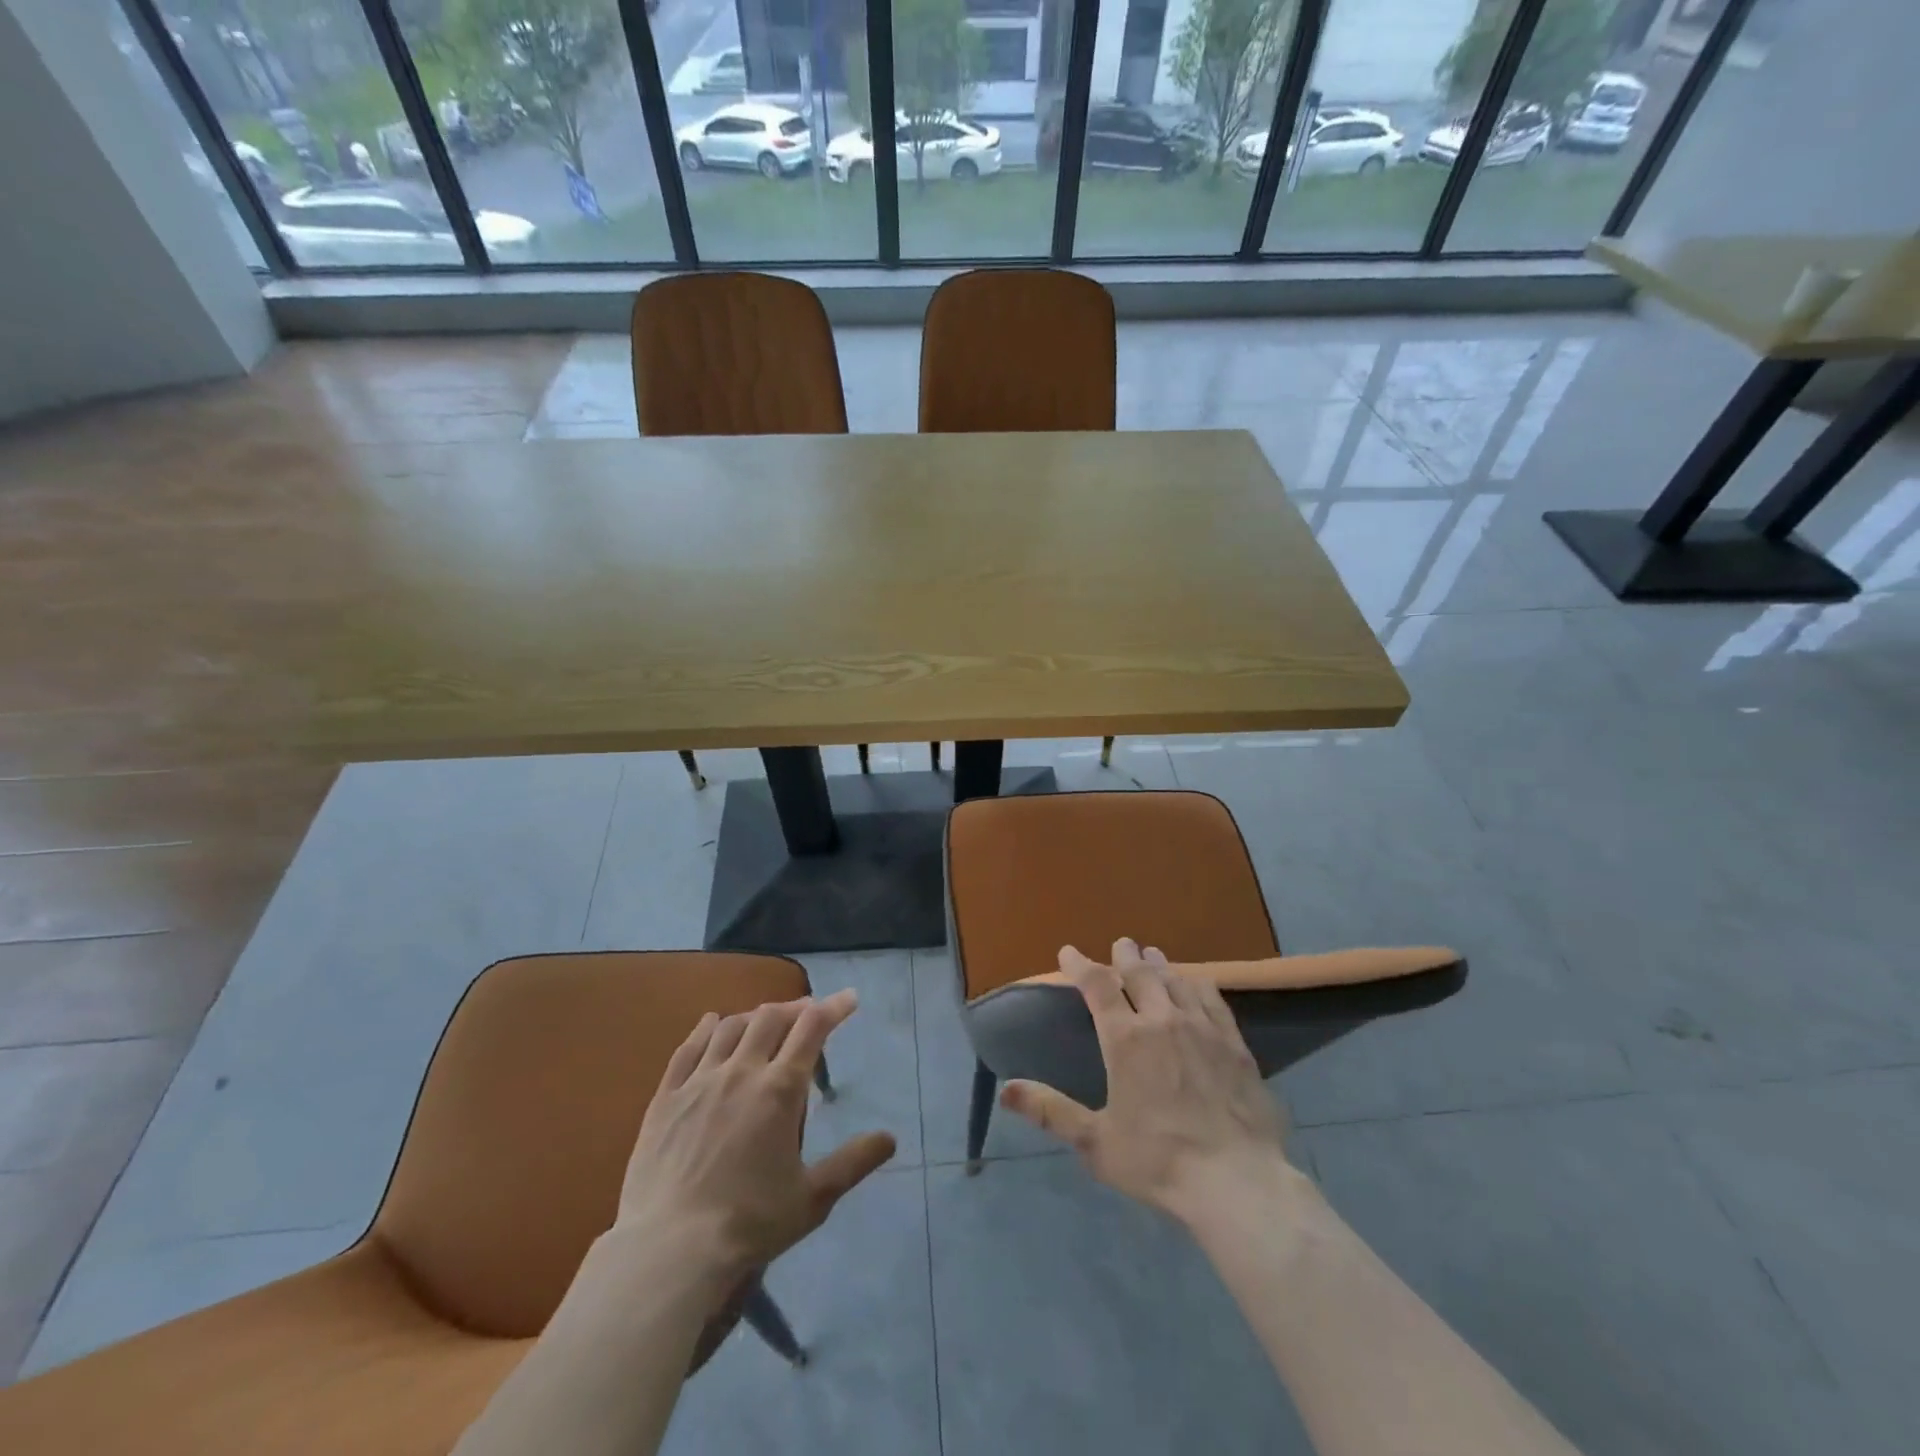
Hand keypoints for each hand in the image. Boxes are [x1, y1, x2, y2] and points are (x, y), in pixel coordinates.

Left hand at [616, 991, 895, 1283]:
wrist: (669, 1250)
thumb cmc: (749, 1224)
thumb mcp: (812, 1199)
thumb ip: (853, 1163)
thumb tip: (890, 1138)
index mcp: (780, 1090)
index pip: (813, 1028)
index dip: (834, 1007)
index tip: (849, 999)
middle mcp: (741, 1072)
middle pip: (771, 1018)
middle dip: (796, 1008)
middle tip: (809, 1013)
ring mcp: (700, 1081)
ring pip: (731, 1027)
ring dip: (755, 1016)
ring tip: (766, 1020)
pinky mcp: (666, 1097)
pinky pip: (688, 1048)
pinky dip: (706, 1028)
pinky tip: (713, 1022)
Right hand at [1000, 939, 1289, 1228]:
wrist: (1236, 1181)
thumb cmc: (1158, 1161)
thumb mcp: (1095, 1143)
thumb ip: (1051, 1111)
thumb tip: (1006, 1089)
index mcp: (1125, 1039)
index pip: (1097, 986)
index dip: (1079, 965)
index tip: (1067, 952)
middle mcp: (1162, 1020)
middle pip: (1140, 974)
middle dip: (1125, 956)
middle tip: (1120, 944)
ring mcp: (1202, 1028)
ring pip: (1176, 981)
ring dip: (1160, 966)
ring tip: (1152, 956)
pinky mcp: (1235, 1044)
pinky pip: (1213, 1000)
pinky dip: (1198, 985)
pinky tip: (1197, 984)